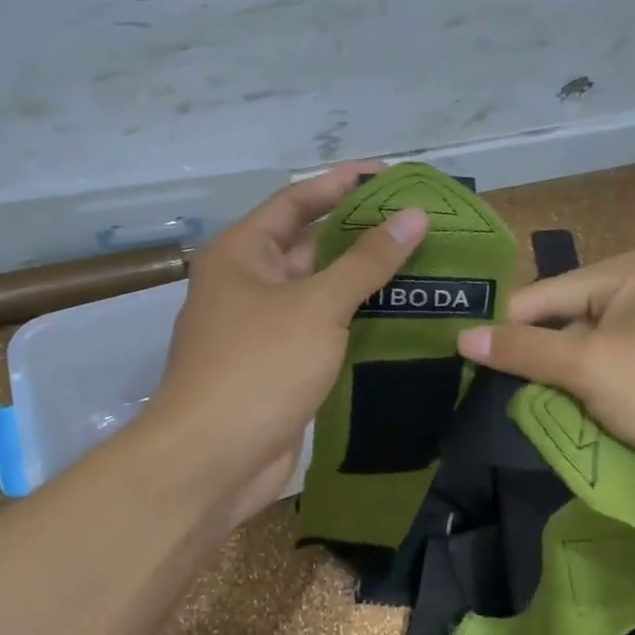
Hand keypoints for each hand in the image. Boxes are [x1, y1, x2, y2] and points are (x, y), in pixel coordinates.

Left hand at [142, 165, 428, 516]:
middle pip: (311, 244)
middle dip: (360, 232)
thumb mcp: (317, 305)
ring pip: (320, 289)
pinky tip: (401, 314)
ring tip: (423, 262)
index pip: (297, 201)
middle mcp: (249, 282)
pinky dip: (356, 319)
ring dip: (364, 278)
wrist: (212, 460)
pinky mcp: (280, 364)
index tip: (391, 175)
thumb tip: (414, 215)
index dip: (343, 184)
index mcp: (242, 252)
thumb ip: (366, 261)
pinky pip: (324, 328)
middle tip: (419, 222)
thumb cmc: (258, 366)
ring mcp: (264, 326)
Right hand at [456, 245, 634, 478]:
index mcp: (623, 268)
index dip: (504, 331)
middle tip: (498, 393)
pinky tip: (577, 407)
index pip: (540, 294)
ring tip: (532, 406)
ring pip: (586, 341)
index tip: (466, 364)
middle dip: (538, 357)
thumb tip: (462, 336)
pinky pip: (613, 357)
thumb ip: (524, 351)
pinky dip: (592, 381)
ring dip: (563, 374)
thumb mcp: (589, 369)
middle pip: (563, 317)